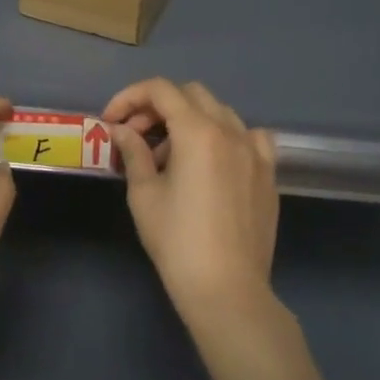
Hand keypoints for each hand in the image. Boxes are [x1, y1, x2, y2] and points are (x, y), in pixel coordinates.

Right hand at [103, 79, 279, 330]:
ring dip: (189, 119)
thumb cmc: (177, 241)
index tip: (111, 121)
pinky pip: (248, 136)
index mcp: (198, 132)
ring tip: (169, 153)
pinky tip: (213, 159)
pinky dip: (225, 135)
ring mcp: (255, 151)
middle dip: (157, 106)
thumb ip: (133, 152)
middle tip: (135, 135)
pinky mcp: (268, 173)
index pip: (160, 90)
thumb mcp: (144, 194)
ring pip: (219, 111)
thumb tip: (122, 130)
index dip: (130, 97)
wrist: (227, 289)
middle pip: (190, 94)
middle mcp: (231, 131)